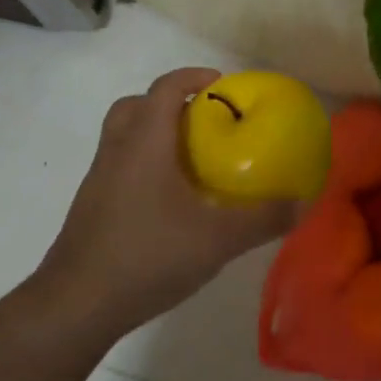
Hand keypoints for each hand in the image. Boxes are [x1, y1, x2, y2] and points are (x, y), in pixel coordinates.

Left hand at [36, 67, 299, 338]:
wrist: (77, 303)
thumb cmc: (148, 255)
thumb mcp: (217, 239)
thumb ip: (263, 219)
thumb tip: (303, 203)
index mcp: (144, 142)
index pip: (164, 88)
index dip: (192, 77)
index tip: (221, 83)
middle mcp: (116, 151)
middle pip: (136, 106)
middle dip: (169, 103)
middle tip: (202, 121)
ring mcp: (99, 179)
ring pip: (123, 137)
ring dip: (153, 134)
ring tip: (189, 161)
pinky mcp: (92, 206)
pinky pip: (119, 166)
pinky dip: (143, 166)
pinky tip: (168, 202)